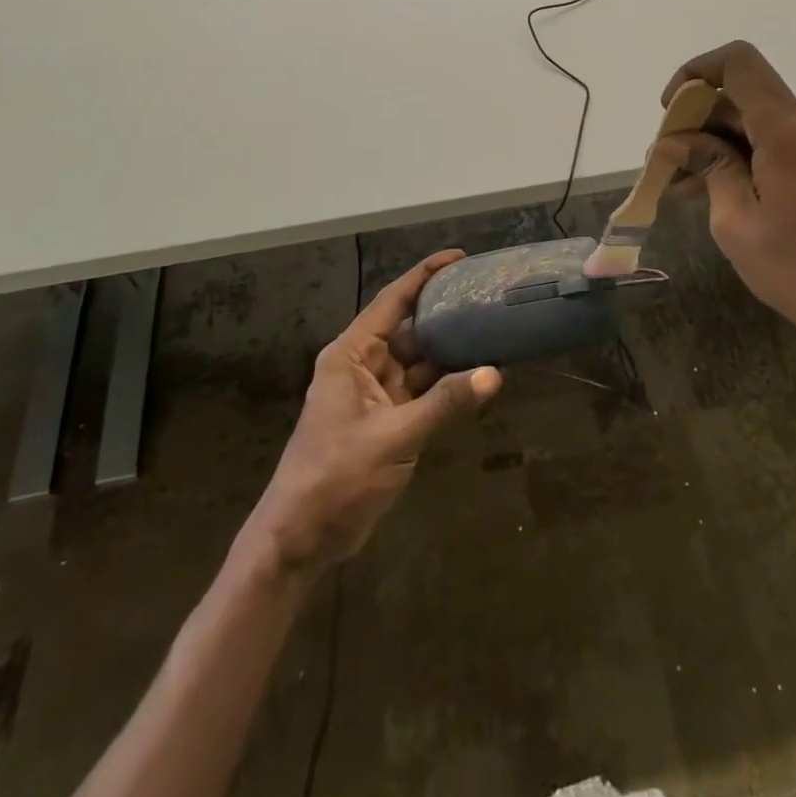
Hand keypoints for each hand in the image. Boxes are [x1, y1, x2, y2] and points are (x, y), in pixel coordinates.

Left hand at [250, 250, 501, 571]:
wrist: (301, 540)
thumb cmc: (336, 477)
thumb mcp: (393, 437)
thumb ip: (444, 404)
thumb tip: (494, 373)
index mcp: (351, 355)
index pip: (391, 301)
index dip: (423, 275)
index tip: (459, 256)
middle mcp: (363, 366)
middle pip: (409, 328)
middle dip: (444, 312)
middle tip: (486, 295)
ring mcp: (376, 396)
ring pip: (419, 361)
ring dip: (450, 350)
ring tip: (491, 329)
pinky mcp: (388, 423)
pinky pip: (422, 392)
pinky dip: (447, 384)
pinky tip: (478, 376)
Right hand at [658, 42, 795, 389]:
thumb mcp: (737, 222)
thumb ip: (709, 167)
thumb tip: (676, 142)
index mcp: (790, 126)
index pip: (737, 63)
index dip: (696, 73)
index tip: (671, 113)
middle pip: (745, 97)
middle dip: (700, 124)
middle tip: (666, 164)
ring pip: (760, 122)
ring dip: (721, 145)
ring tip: (685, 185)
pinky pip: (782, 141)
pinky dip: (749, 156)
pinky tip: (721, 189)